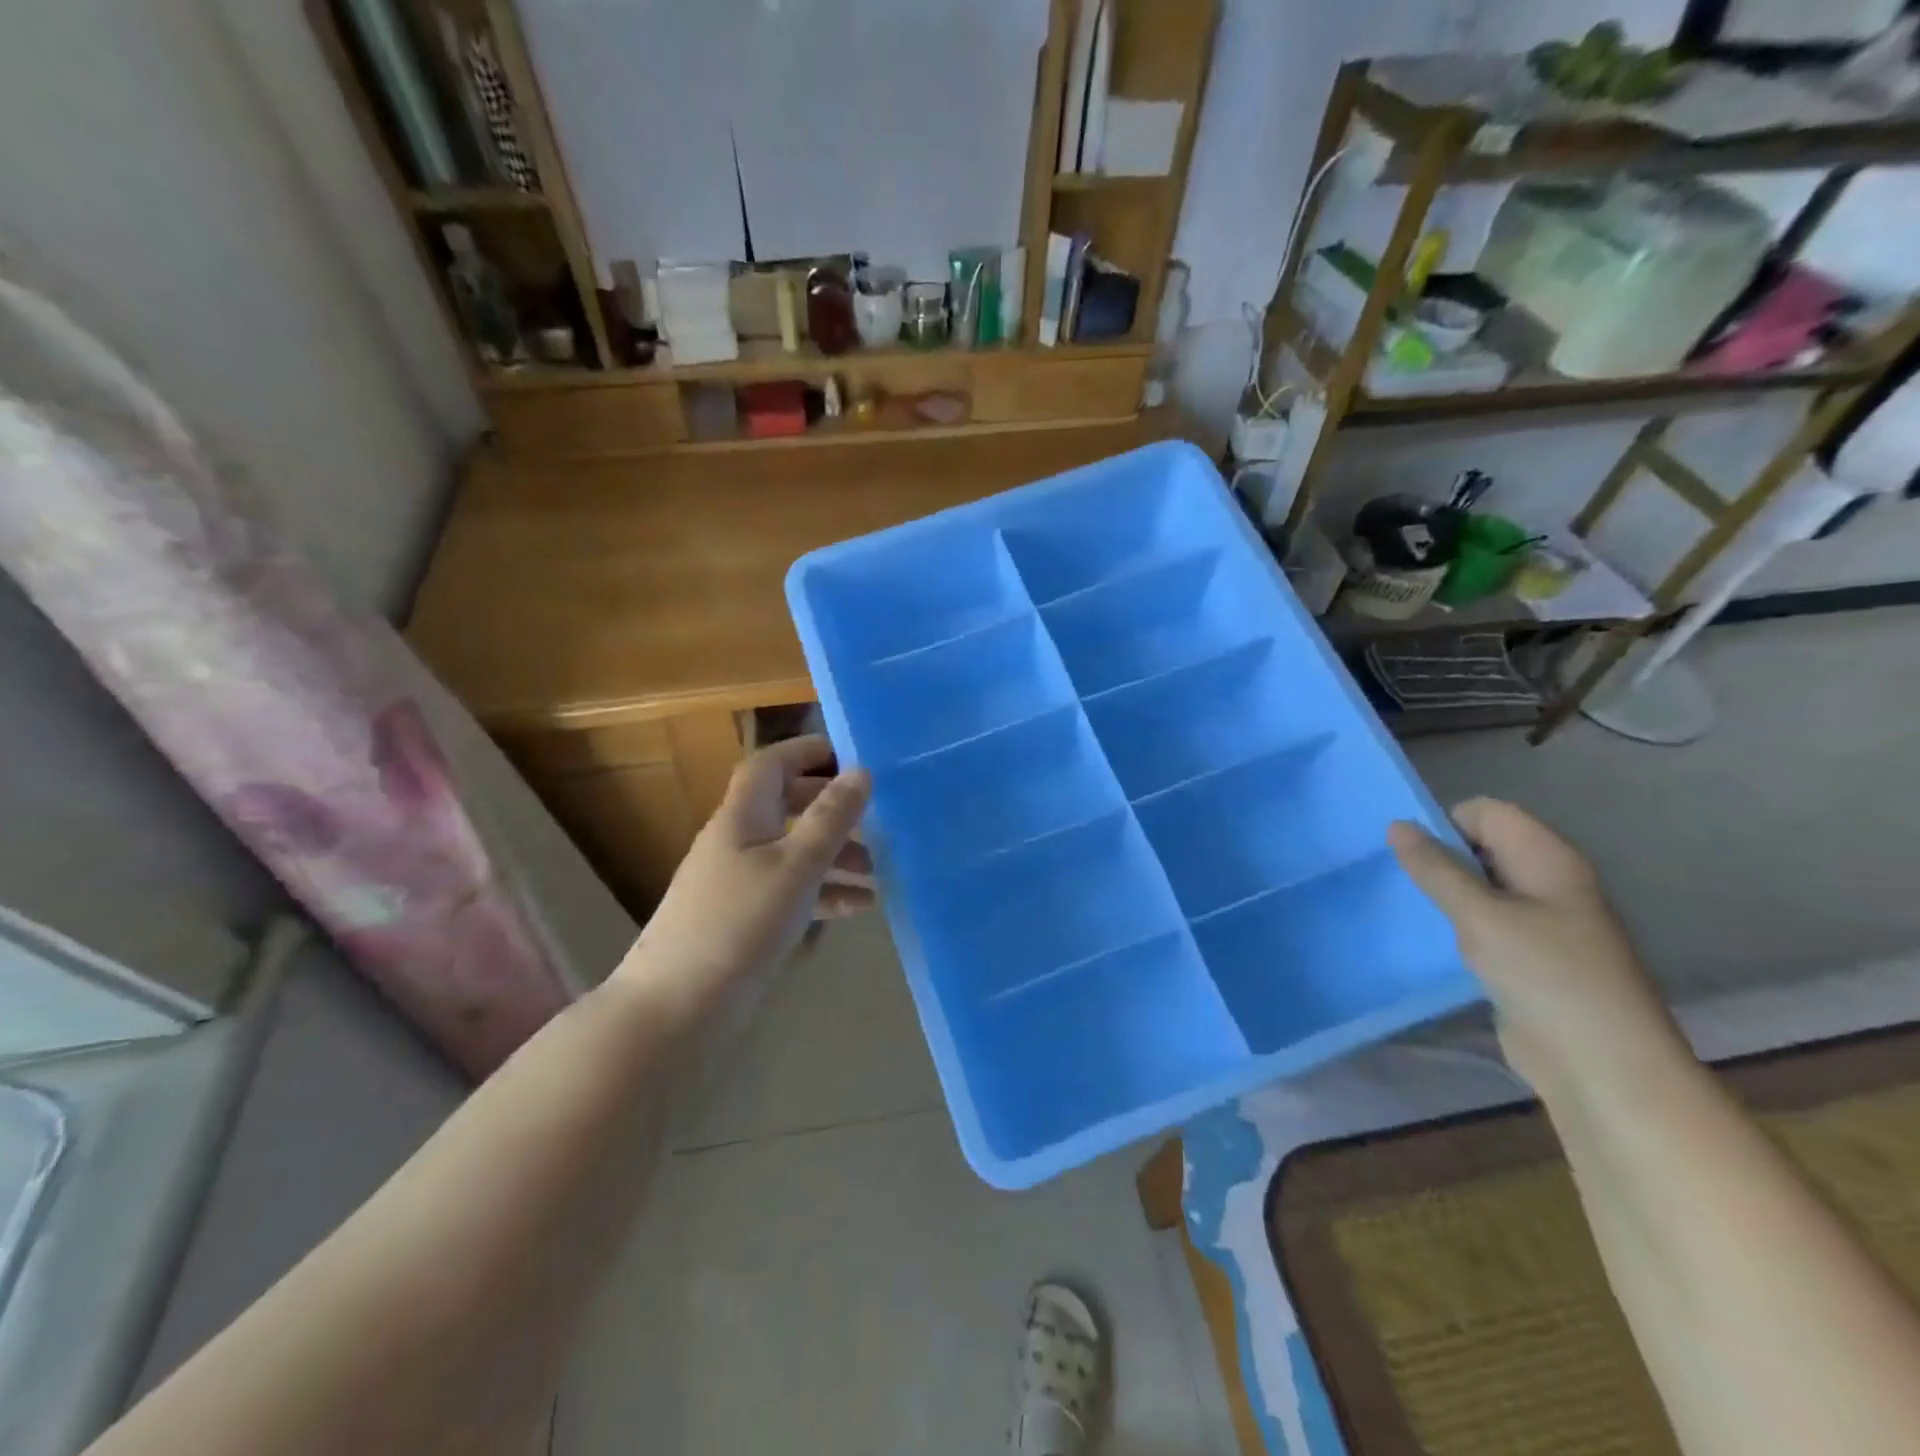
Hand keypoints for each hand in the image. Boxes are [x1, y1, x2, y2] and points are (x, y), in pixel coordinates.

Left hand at [621, 736, 872, 1008]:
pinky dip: (824, 892)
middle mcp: (738, 841)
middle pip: (787, 807)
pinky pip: (792, 891)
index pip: (770, 765)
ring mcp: (739, 882)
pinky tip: (859, 908)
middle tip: (875, 818)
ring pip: (794, 852)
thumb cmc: (739, 923)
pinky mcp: (745, 919)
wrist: (677, 1007)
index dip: (807, 752)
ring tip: (879, 873)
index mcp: (742, 817)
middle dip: (831, 810)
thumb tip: (861, 772)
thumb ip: (830, 819)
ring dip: (836, 856)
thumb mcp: (795, 866)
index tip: (851, 757)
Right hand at [1389, 798, 1680, 1086]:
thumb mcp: (1480, 916)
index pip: (1485, 813)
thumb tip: (1397, 825)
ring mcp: (1540, 920)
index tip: (1409, 855)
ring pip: (1478, 887)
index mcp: (1547, 858)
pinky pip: (1482, 922)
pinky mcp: (1527, 955)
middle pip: (1480, 846)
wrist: (1601, 1065)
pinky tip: (1430, 940)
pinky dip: (1455, 924)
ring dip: (1443, 894)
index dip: (1445, 824)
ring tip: (1408, 909)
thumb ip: (1435, 869)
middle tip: (1399, 881)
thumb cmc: (1546, 976)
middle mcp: (1546, 881)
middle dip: (1438, 858)